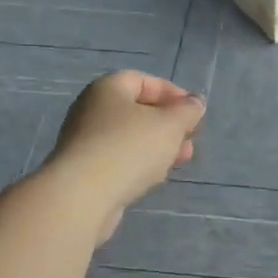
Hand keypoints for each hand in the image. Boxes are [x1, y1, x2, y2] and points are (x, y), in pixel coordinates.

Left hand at [46, 72, 205, 242]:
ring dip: (158, 146)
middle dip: (169, 124)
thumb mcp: (170, 125)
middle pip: (137, 110)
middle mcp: (91, 109)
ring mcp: (85, 141)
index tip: (193, 113)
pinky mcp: (84, 170)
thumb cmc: (129, 148)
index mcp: (108, 89)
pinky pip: (118, 159)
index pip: (144, 80)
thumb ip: (187, 111)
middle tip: (190, 140)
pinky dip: (139, 163)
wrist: (82, 196)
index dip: (172, 93)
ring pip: (130, 137)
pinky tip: (154, 178)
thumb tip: (195, 102)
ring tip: (180, 161)